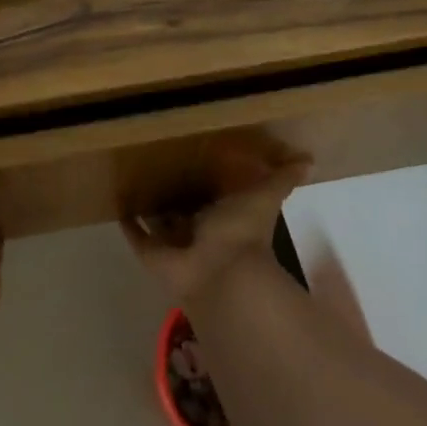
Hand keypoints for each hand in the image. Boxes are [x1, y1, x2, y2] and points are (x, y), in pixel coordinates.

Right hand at [120, 144, 310, 305]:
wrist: (220, 273)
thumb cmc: (241, 232)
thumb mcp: (265, 196)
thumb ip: (282, 179)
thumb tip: (308, 159)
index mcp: (226, 215)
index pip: (216, 193)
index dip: (209, 177)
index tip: (195, 153)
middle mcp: (200, 229)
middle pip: (186, 208)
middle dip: (176, 192)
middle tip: (157, 162)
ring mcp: (174, 242)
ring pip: (160, 221)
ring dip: (150, 205)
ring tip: (133, 176)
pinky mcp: (151, 252)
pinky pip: (136, 234)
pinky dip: (128, 221)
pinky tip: (118, 200)